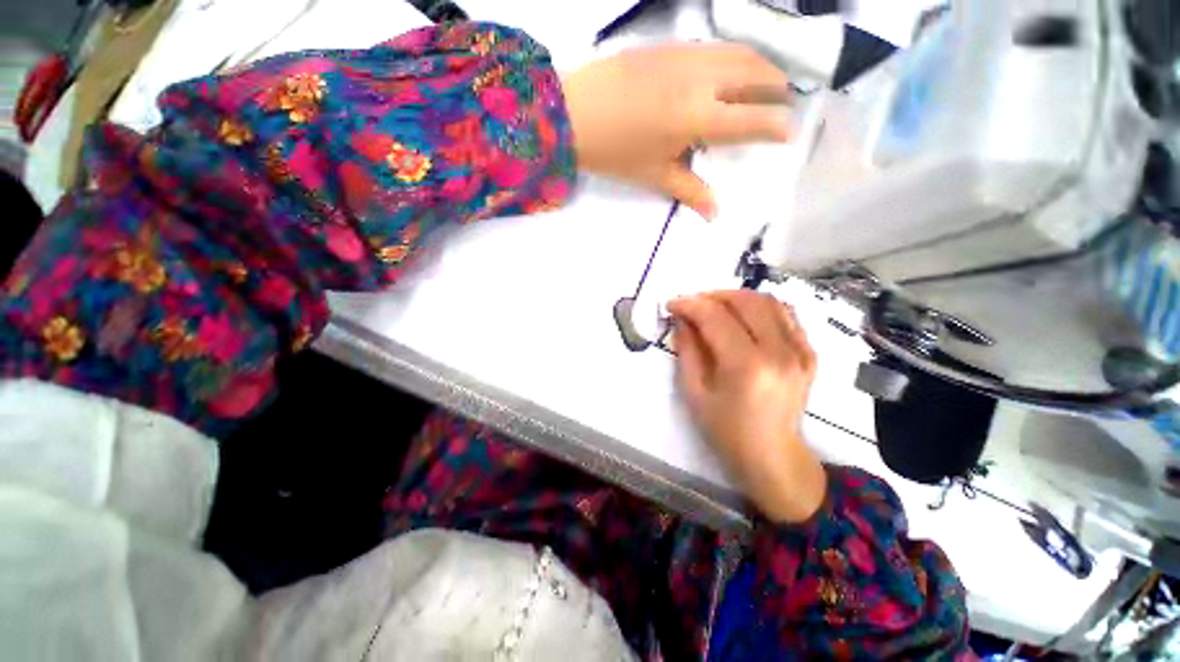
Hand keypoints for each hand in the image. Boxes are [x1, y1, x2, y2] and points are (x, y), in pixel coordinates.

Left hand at [560, 43, 790, 218]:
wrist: (574, 114)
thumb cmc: (615, 151)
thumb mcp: (654, 174)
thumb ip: (690, 191)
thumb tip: (714, 215)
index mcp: (698, 117)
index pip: (751, 118)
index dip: (776, 125)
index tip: (790, 132)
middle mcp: (700, 79)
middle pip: (754, 73)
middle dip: (777, 86)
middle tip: (783, 102)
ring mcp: (685, 55)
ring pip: (737, 52)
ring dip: (759, 66)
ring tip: (765, 83)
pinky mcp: (669, 45)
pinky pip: (713, 47)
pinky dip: (732, 57)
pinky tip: (727, 71)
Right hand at [668, 291, 826, 523]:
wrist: (772, 455)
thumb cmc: (725, 429)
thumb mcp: (694, 392)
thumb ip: (687, 349)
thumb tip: (682, 319)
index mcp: (747, 366)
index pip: (715, 317)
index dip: (690, 305)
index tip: (671, 304)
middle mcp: (780, 352)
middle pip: (745, 301)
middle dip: (712, 296)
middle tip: (693, 304)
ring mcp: (800, 352)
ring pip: (769, 302)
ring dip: (737, 297)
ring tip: (715, 306)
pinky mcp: (809, 354)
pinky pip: (786, 315)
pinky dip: (761, 308)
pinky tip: (744, 317)